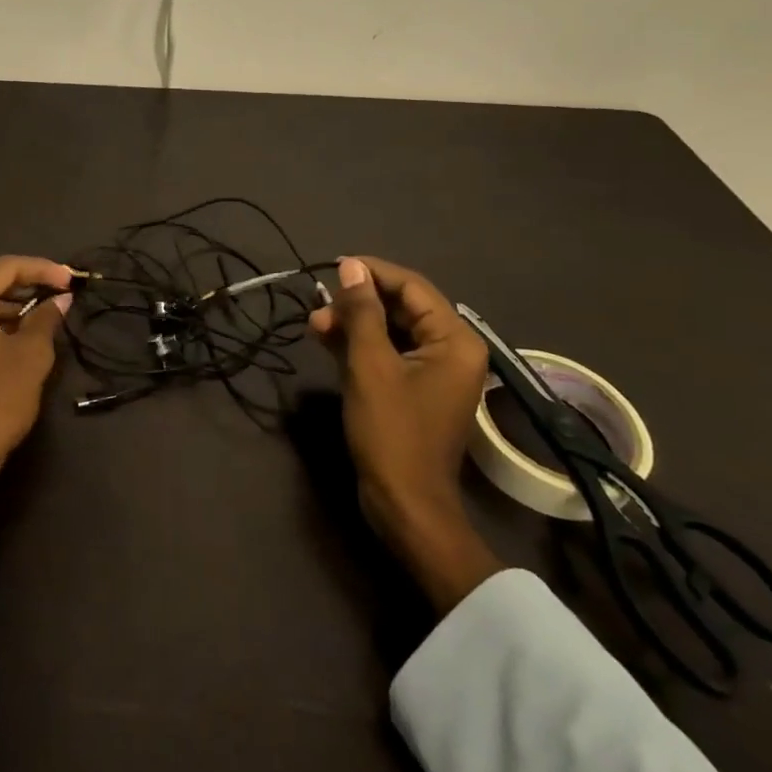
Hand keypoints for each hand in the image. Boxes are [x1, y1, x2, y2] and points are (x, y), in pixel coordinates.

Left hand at [0, 255, 72, 539]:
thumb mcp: (30, 356)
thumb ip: (46, 319)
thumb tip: (61, 299)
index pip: (5, 267)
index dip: (43, 269)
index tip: (72, 280)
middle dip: (27, 285)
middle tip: (62, 293)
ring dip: (12, 305)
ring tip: (46, 314)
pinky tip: (20, 334)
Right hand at [309, 256, 503, 613]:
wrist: (405, 504)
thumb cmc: (392, 432)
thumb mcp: (370, 365)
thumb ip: (362, 312)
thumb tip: (351, 267)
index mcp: (455, 340)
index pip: (412, 287)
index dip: (372, 273)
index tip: (333, 267)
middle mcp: (452, 350)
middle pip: (402, 307)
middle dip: (358, 303)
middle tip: (319, 306)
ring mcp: (434, 372)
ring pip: (391, 330)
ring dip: (354, 324)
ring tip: (315, 324)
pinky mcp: (415, 390)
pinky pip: (389, 354)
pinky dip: (360, 345)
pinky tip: (327, 341)